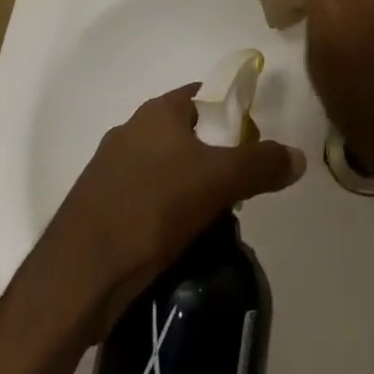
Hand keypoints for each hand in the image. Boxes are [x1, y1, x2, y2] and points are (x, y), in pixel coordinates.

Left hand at [23, 84, 304, 338]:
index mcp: (157, 112)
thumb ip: (261, 164)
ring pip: (164, 167)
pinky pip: (144, 196)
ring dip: (188, 187)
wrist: (76, 277)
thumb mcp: (217, 183)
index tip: (252, 145)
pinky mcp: (97, 205)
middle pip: (186, 133)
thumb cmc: (150, 211)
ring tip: (210, 220)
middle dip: (214, 157)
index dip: (232, 114)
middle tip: (236, 190)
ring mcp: (109, 168)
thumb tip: (298, 156)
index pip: (205, 96)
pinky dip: (163, 210)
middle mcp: (131, 129)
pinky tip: (174, 239)